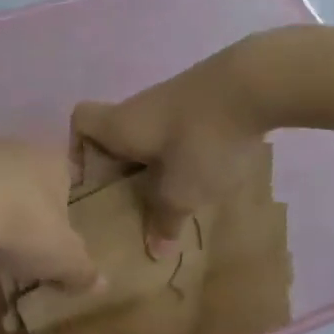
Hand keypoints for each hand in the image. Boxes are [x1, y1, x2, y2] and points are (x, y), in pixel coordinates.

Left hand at [0, 140, 98, 292]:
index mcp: (52, 160)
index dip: (62, 207)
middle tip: (18, 246)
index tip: (53, 237)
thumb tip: (104, 285)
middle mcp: (15, 147)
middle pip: (25, 178)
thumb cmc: (23, 226)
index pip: (66, 177)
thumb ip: (84, 271)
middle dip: (22, 209)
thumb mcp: (63, 258)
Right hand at [72, 40, 269, 253]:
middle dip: (123, 169)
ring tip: (175, 195)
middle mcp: (139, 107)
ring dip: (157, 163)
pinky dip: (186, 151)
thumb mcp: (182, 191)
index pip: (80, 122)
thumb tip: (155, 250)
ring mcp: (173, 99)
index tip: (91, 180)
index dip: (77, 148)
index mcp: (119, 125)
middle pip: (116, 134)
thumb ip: (164, 220)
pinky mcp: (205, 99)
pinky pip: (181, 129)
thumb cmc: (202, 139)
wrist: (256, 84)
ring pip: (151, 134)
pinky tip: (208, 172)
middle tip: (134, 203)